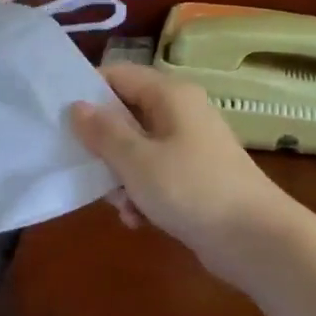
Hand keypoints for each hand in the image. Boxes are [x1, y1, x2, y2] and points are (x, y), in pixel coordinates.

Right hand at [70, 63, 297, 277]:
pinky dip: (142, 194)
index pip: (118, 75)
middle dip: (103, 145)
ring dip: (120, 177)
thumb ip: (103, 132)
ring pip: (137, 150)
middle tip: (84, 168)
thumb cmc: (191, 189)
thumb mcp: (136, 160)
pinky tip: (138, 220)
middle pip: (126, 115)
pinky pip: (155, 176)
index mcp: (170, 95)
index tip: (60, 120)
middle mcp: (181, 113)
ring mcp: (190, 147)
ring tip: (120, 204)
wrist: (255, 240)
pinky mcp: (195, 178)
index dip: (87, 93)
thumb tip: (76, 106)